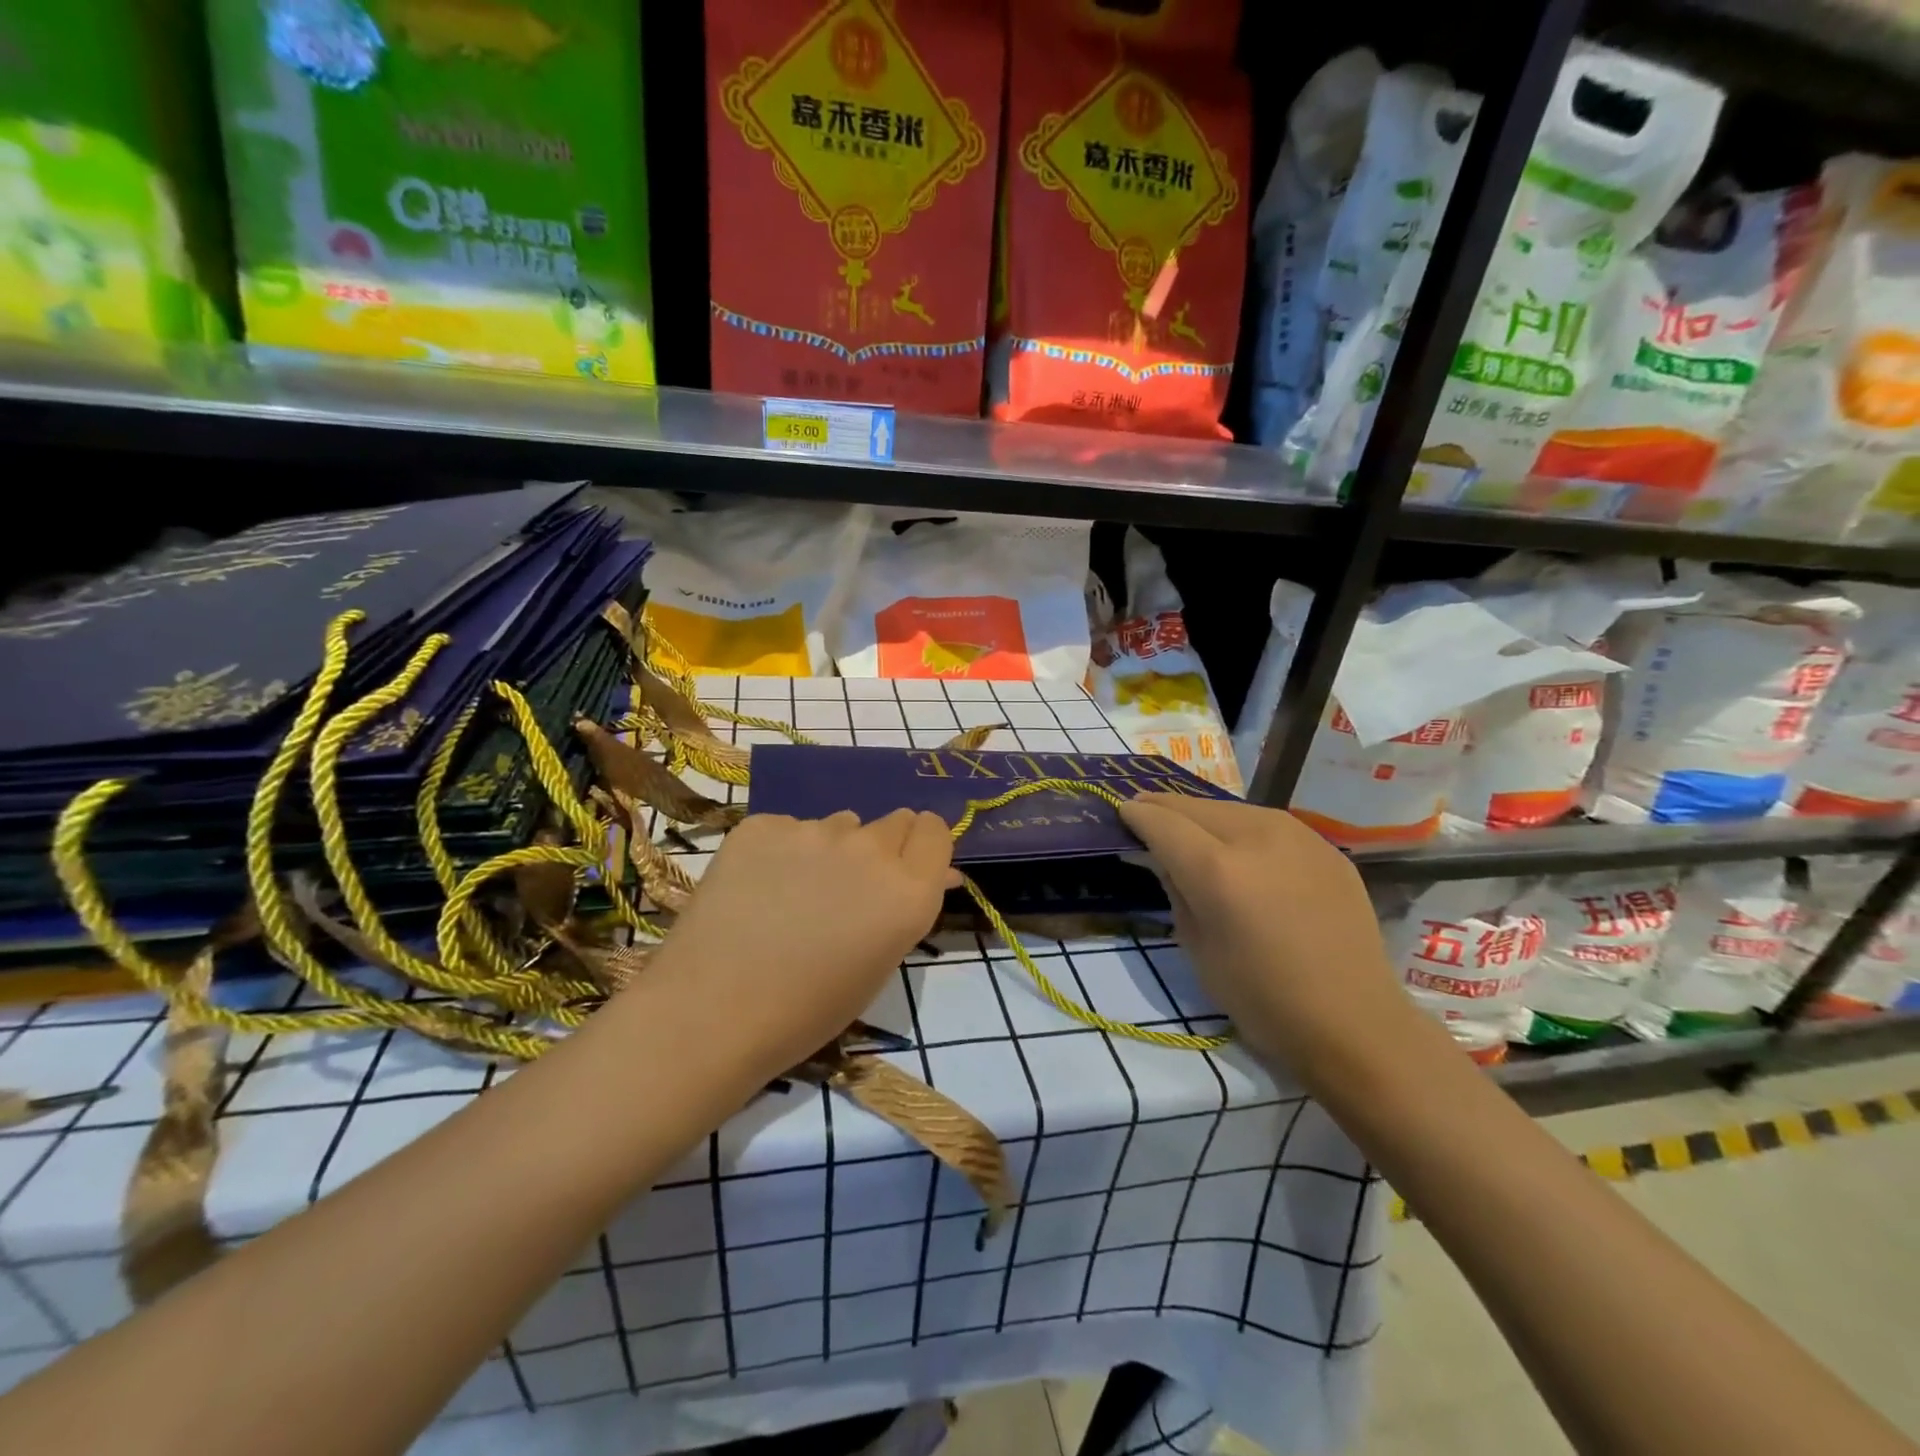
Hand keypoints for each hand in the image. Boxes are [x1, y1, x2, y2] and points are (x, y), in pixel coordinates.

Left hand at [637, 810, 957, 1080]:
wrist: (712, 1012)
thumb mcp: (879, 962)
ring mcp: (814, 830)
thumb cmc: (808, 1009)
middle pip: (894, 821)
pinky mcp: (763, 824)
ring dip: (832, 849)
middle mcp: (870, 848)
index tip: (906, 866)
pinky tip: (757, 890)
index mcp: (908, 889)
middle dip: (883, 846)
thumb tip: (935, 874)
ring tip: (795, 895)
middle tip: (850, 887)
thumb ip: (907, 906)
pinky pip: (789, 828)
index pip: (936, 831)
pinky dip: (782, 851)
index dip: (923, 846)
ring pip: (840, 824)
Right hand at [1118, 793, 1418, 1085]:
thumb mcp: (1197, 949)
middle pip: (1194, 805)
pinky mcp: (1326, 847)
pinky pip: (1269, 824)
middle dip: (1165, 807)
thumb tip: (1164, 858)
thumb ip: (1176, 891)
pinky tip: (1241, 850)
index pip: (1162, 822)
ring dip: (1203, 814)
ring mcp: (1298, 836)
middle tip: (1146, 814)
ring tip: (1190, 830)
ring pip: (1232, 807)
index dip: (1136, 814)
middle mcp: (1256, 837)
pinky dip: (1243, 828)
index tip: (1122, 812)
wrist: (1354, 1022)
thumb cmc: (1263, 998)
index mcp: (1217, 870)